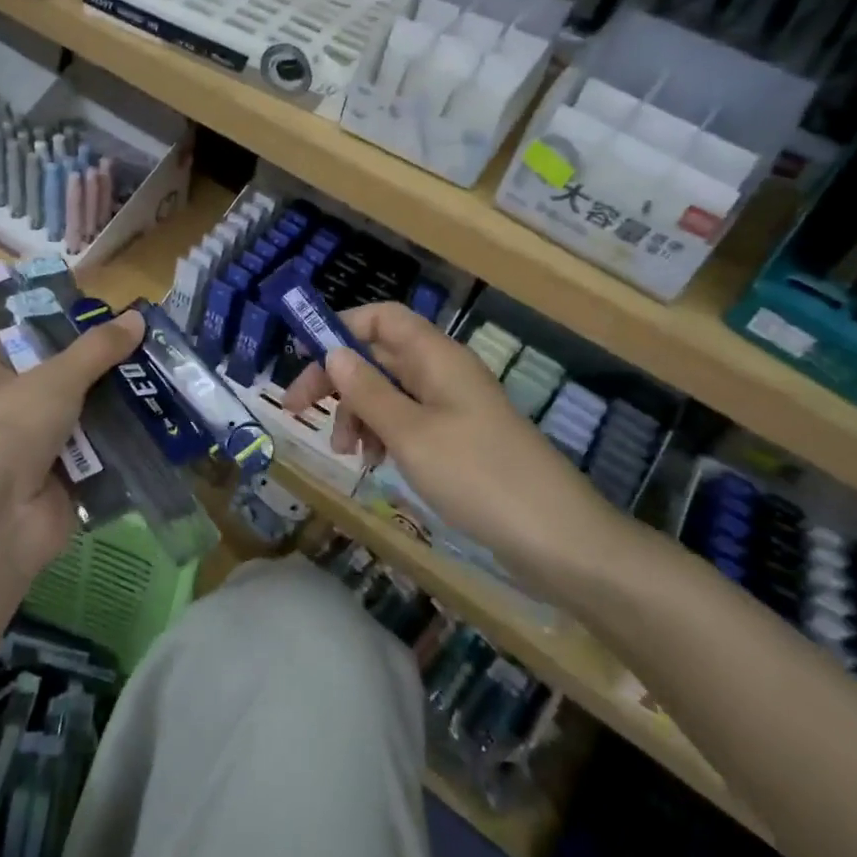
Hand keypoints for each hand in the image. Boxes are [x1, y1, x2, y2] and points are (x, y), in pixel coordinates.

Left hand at [0, 309, 144, 587]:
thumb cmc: (8, 430)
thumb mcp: (55, 377)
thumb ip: (97, 349)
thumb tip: (137, 317)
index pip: (27, 339)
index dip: (64, 324)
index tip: (109, 312)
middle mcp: (10, 410)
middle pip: (65, 378)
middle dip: (105, 366)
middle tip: (152, 344)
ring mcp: (37, 451)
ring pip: (87, 417)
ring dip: (122, 404)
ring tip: (168, 378)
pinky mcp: (64, 485)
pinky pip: (101, 457)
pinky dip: (126, 445)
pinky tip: (164, 424)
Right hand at [282, 303, 624, 591]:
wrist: (558, 538)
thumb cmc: (478, 476)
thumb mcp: (411, 434)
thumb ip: (368, 392)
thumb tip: (333, 353)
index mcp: (436, 356)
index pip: (382, 318)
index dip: (341, 328)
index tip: (304, 359)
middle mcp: (443, 372)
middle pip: (379, 355)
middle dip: (338, 379)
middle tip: (299, 411)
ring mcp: (453, 406)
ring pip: (390, 391)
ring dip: (359, 413)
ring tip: (346, 452)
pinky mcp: (459, 439)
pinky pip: (409, 421)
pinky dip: (384, 435)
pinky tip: (375, 463)